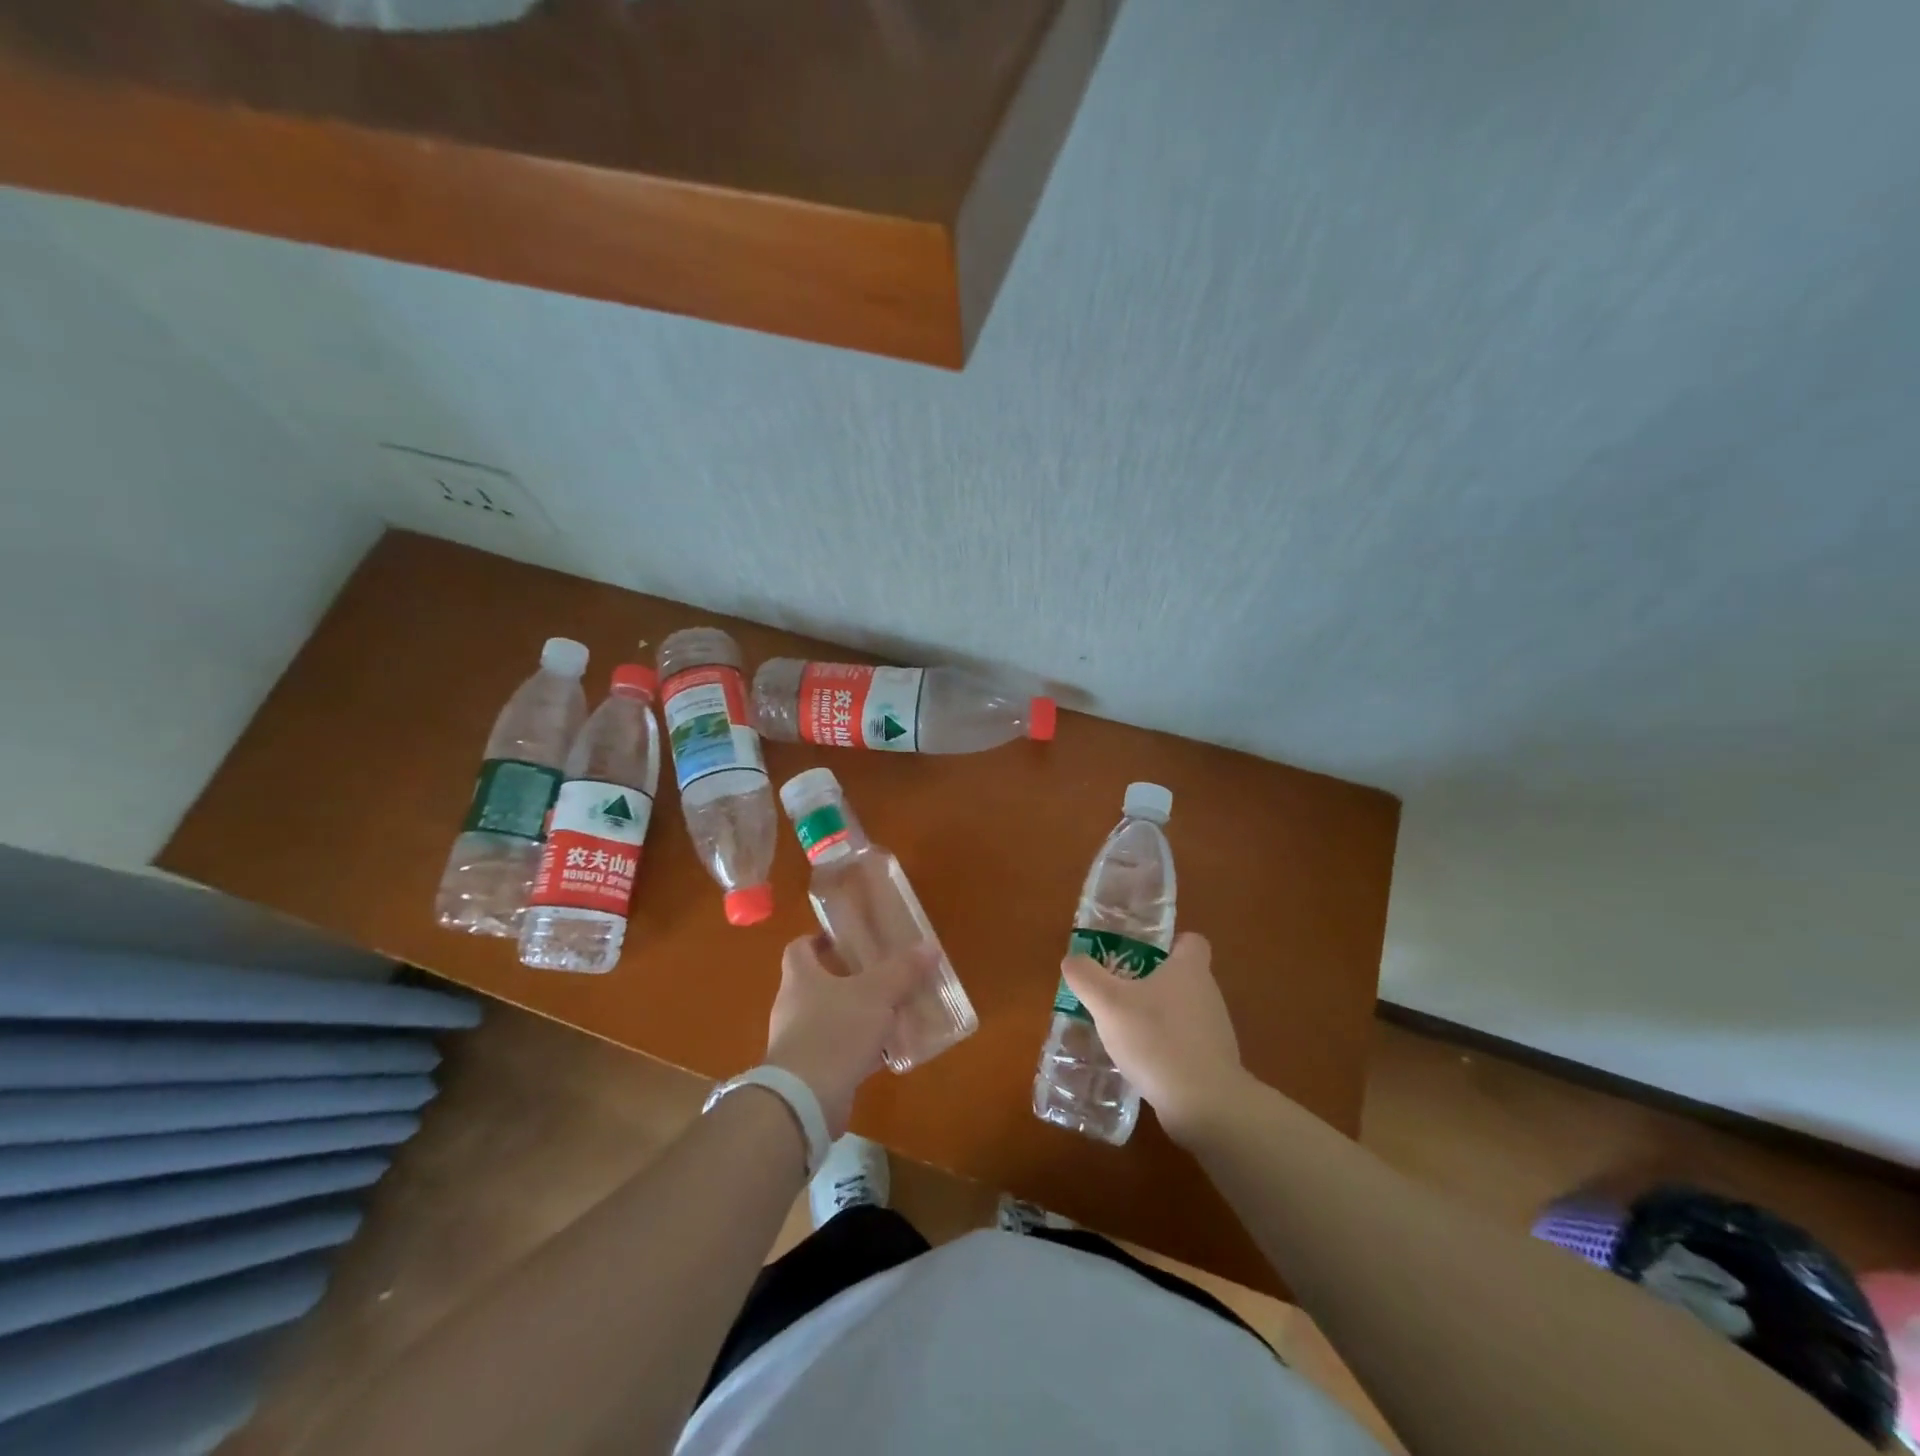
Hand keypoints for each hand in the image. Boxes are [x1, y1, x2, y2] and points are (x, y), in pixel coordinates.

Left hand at [766, 935, 926, 1137]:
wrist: (805, 1101)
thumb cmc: (835, 1032)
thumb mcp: (876, 994)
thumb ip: (902, 970)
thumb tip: (930, 947)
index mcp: (800, 978)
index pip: (799, 948)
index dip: (818, 940)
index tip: (844, 939)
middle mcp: (793, 1007)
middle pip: (817, 983)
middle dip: (847, 979)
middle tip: (880, 974)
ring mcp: (799, 1042)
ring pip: (830, 1019)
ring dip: (856, 1015)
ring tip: (890, 1012)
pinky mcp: (809, 1073)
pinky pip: (838, 1051)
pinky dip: (859, 1049)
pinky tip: (886, 1052)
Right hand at [1060, 932, 1247, 1144]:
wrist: (1204, 1104)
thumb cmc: (1157, 1040)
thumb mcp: (1108, 1003)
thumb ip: (1086, 977)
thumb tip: (1072, 960)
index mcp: (1189, 970)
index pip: (1192, 941)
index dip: (1170, 943)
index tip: (1144, 954)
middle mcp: (1208, 994)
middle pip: (1183, 976)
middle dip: (1153, 981)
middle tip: (1119, 991)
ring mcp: (1215, 1030)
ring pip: (1184, 1011)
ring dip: (1159, 1016)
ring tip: (1125, 1029)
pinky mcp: (1214, 1062)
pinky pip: (1186, 1043)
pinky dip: (1167, 1046)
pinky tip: (1142, 1061)